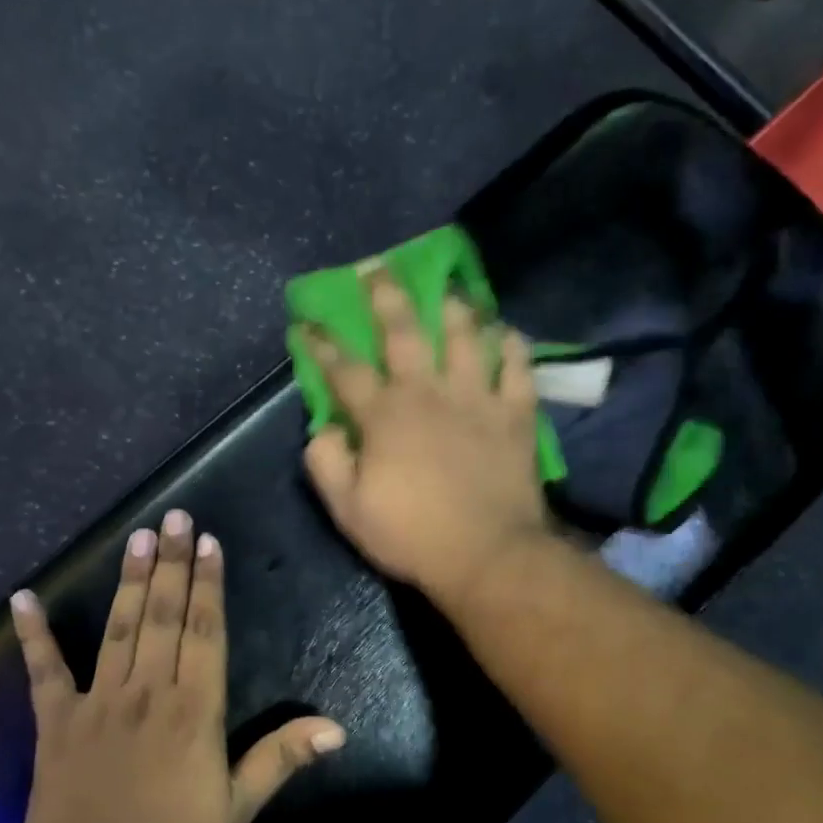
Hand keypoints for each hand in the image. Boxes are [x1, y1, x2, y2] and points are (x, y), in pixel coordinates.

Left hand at [7, 510, 344, 822]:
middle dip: (171, 562)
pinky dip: (33, 635)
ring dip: (129, 580)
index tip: (207, 542)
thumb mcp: (238, 809)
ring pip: (118, 629)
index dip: (208, 584)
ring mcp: (97, 704)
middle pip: (163, 616)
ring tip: (136, 536)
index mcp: (194, 710)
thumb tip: (337, 728)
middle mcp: (147, 693)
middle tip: (174, 516)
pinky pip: (43, 672)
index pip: (205, 632)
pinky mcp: (55, 724)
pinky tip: (23, 599)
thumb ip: (282, 759)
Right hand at [303, 274, 551, 603]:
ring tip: (449, 290)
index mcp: (384, 415)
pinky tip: (506, 334)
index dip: (321, 344)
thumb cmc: (412, 535)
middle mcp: (428, 392)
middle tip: (377, 267)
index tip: (306, 321)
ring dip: (454, 308)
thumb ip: (326, 463)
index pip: (344, 369)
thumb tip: (323, 428)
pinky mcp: (515, 414)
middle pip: (404, 331)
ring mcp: (476, 398)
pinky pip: (517, 368)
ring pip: (465, 337)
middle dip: (385, 296)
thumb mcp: (349, 510)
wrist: (488, 555)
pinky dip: (511, 347)